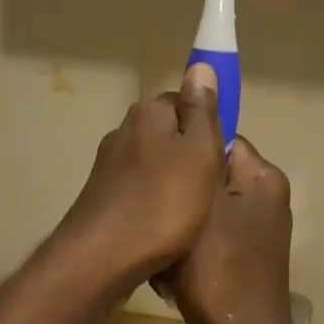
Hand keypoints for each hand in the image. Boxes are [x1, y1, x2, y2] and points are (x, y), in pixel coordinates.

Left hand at [54, 64, 225, 289]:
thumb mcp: (198, 152)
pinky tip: (165, 230)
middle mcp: (124, 130)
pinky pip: (140, 191)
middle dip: (191, 158)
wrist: (102, 257)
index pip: (186, 103)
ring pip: (156, 165)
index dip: (208, 128)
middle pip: (171, 135)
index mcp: (148, 113)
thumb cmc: (162, 203)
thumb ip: (202, 111)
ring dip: (174, 185)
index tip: (220, 158)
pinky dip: (155, 205)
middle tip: (211, 190)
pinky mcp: (103, 195)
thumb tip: (200, 67)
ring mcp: (109, 164)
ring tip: (192, 216)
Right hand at [159, 136, 297, 323]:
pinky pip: (209, 240)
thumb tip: (198, 113)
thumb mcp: (201, 204)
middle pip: (209, 177)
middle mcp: (265, 199)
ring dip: (180, 227)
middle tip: (154, 213)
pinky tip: (169, 272)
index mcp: (263, 178)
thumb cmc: (217, 268)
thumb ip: (198, 159)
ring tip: (160, 247)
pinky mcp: (244, 261)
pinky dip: (189, 252)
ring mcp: (256, 233)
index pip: (220, 139)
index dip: (186, 151)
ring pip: (204, 211)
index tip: (157, 167)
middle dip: (180, 196)